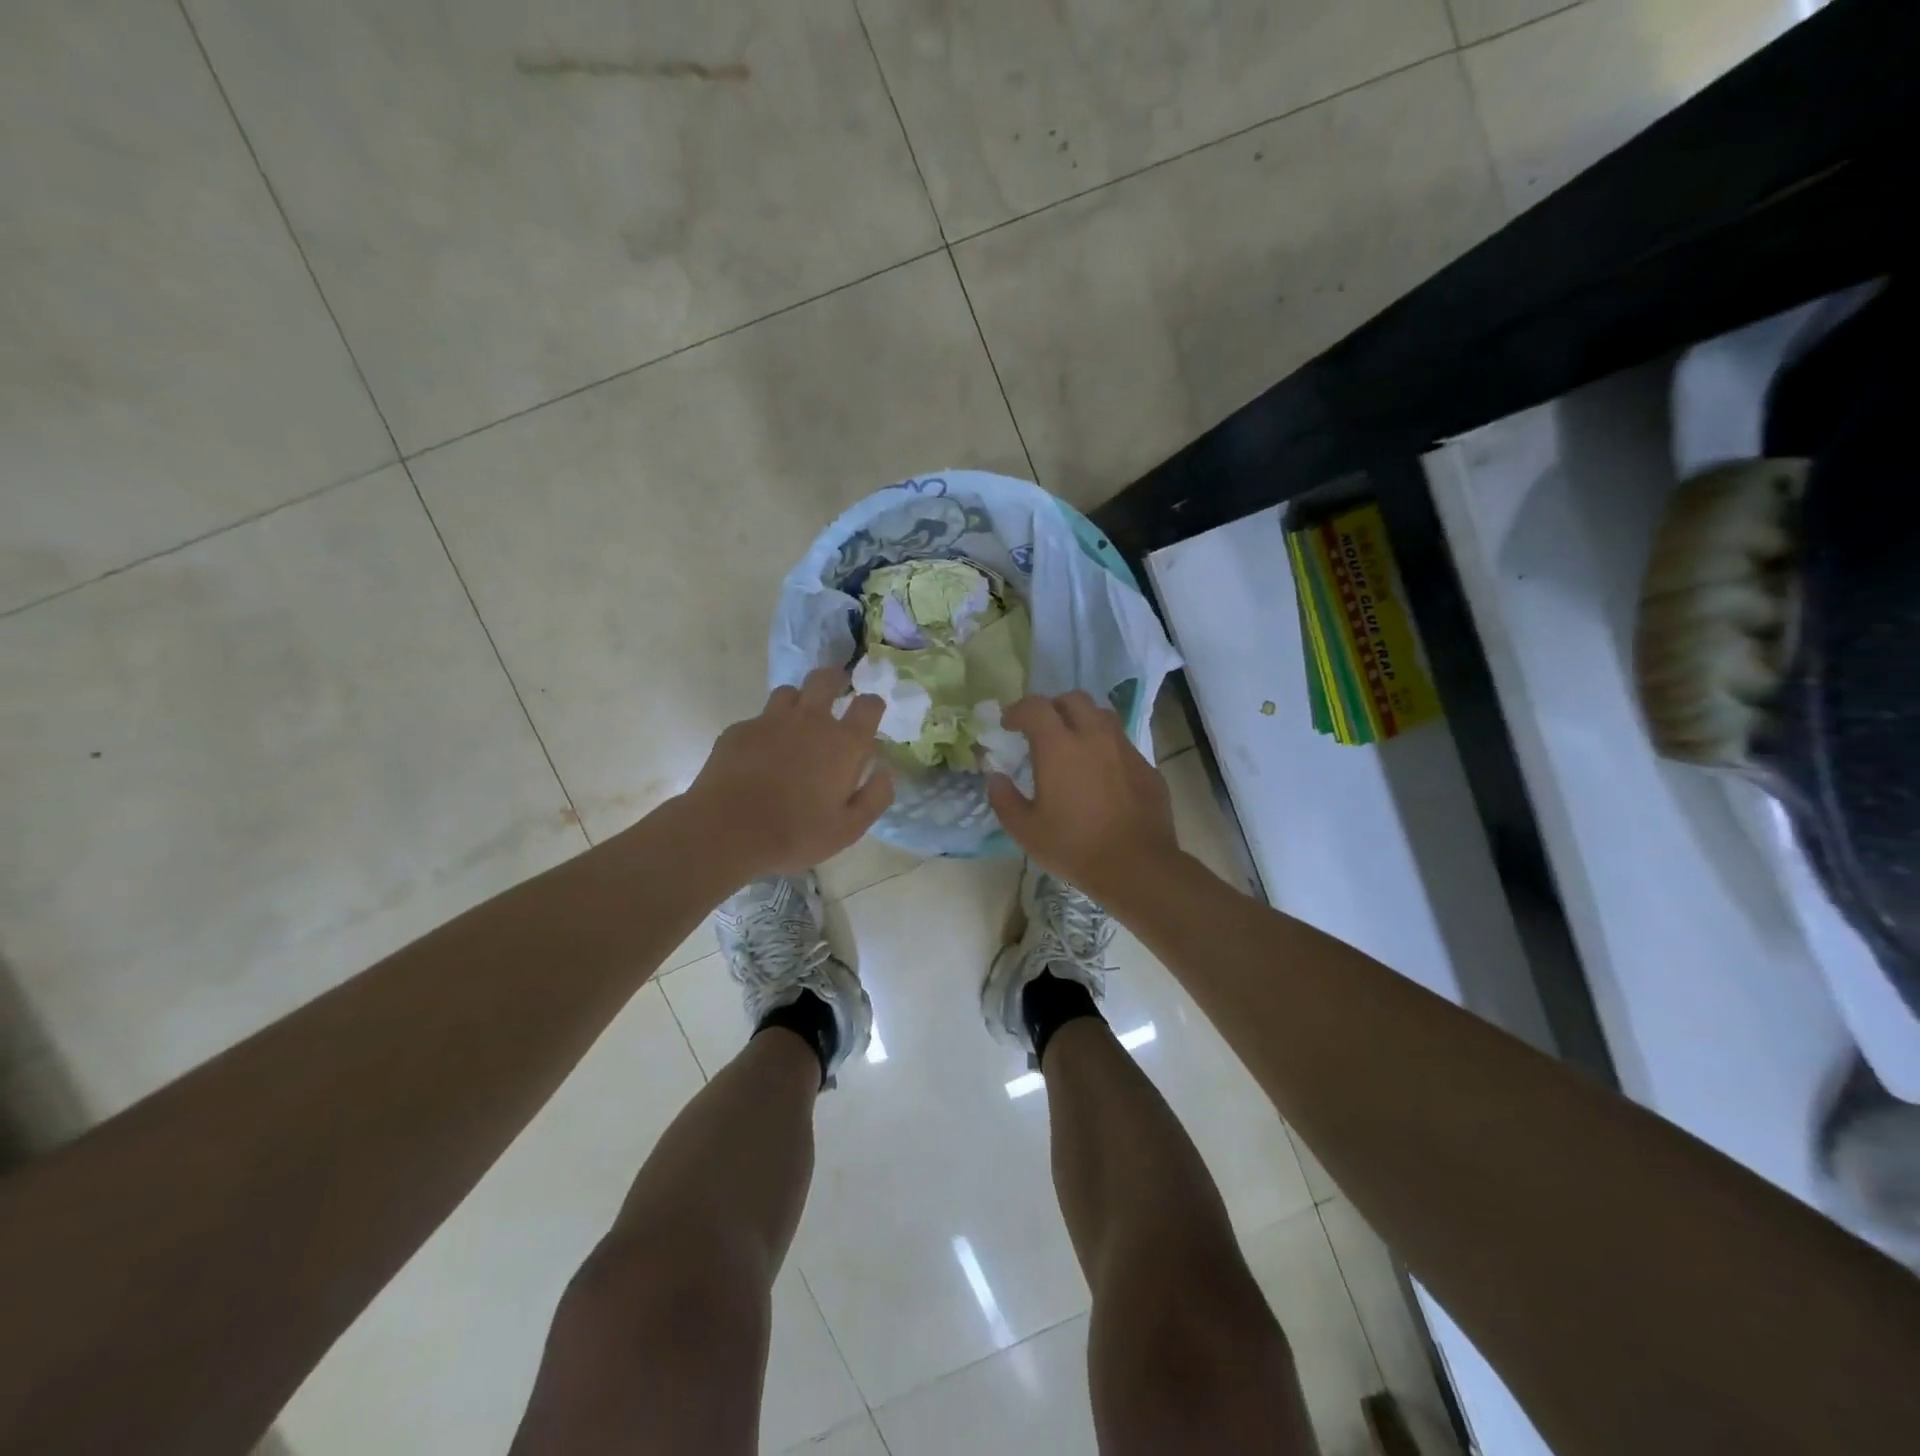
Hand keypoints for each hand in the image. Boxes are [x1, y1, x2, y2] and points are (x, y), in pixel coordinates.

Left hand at [683, 668, 893, 879]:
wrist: (726, 831)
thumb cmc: (796, 833)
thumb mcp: (848, 829)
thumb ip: (875, 797)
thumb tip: (887, 772)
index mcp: (843, 744)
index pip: (868, 704)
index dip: (872, 705)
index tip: (870, 713)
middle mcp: (810, 721)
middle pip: (825, 679)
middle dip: (835, 679)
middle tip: (837, 689)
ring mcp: (770, 721)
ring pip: (789, 692)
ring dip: (799, 701)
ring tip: (797, 720)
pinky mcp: (739, 730)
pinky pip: (759, 718)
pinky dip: (766, 729)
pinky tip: (761, 753)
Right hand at [986, 692, 1180, 905]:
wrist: (1136, 866)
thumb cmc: (1073, 847)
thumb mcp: (1025, 830)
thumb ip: (1004, 798)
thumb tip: (995, 776)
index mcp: (1059, 746)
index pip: (1035, 707)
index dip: (1017, 710)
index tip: (1008, 725)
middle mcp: (1094, 736)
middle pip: (1073, 699)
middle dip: (1053, 707)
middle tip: (1041, 730)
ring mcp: (1124, 749)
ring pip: (1102, 716)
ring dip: (1082, 721)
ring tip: (1073, 745)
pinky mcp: (1146, 766)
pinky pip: (1121, 743)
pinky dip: (1105, 747)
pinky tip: (1100, 774)